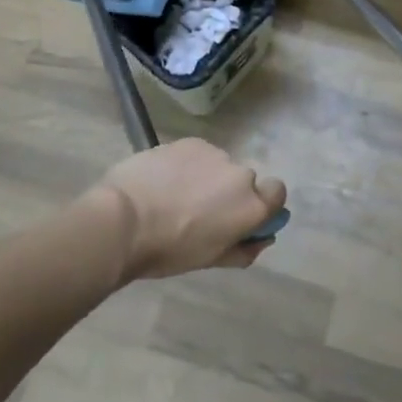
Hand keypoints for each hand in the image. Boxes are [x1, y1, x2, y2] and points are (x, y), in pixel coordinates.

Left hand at [90, 139, 286, 280]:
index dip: (263, 203)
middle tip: (200, 213)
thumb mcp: (210, 260)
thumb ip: (242, 249)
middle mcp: (239, 174)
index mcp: (251, 206)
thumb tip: (260, 239)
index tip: (243, 217)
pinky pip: (197, 154)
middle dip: (228, 193)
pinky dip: (186, 165)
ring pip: (218, 165)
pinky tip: (163, 180)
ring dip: (206, 178)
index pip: (277, 193)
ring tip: (175, 196)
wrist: (124, 219)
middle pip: (244, 181)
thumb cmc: (169, 250)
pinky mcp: (189, 141)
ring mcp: (214, 153)